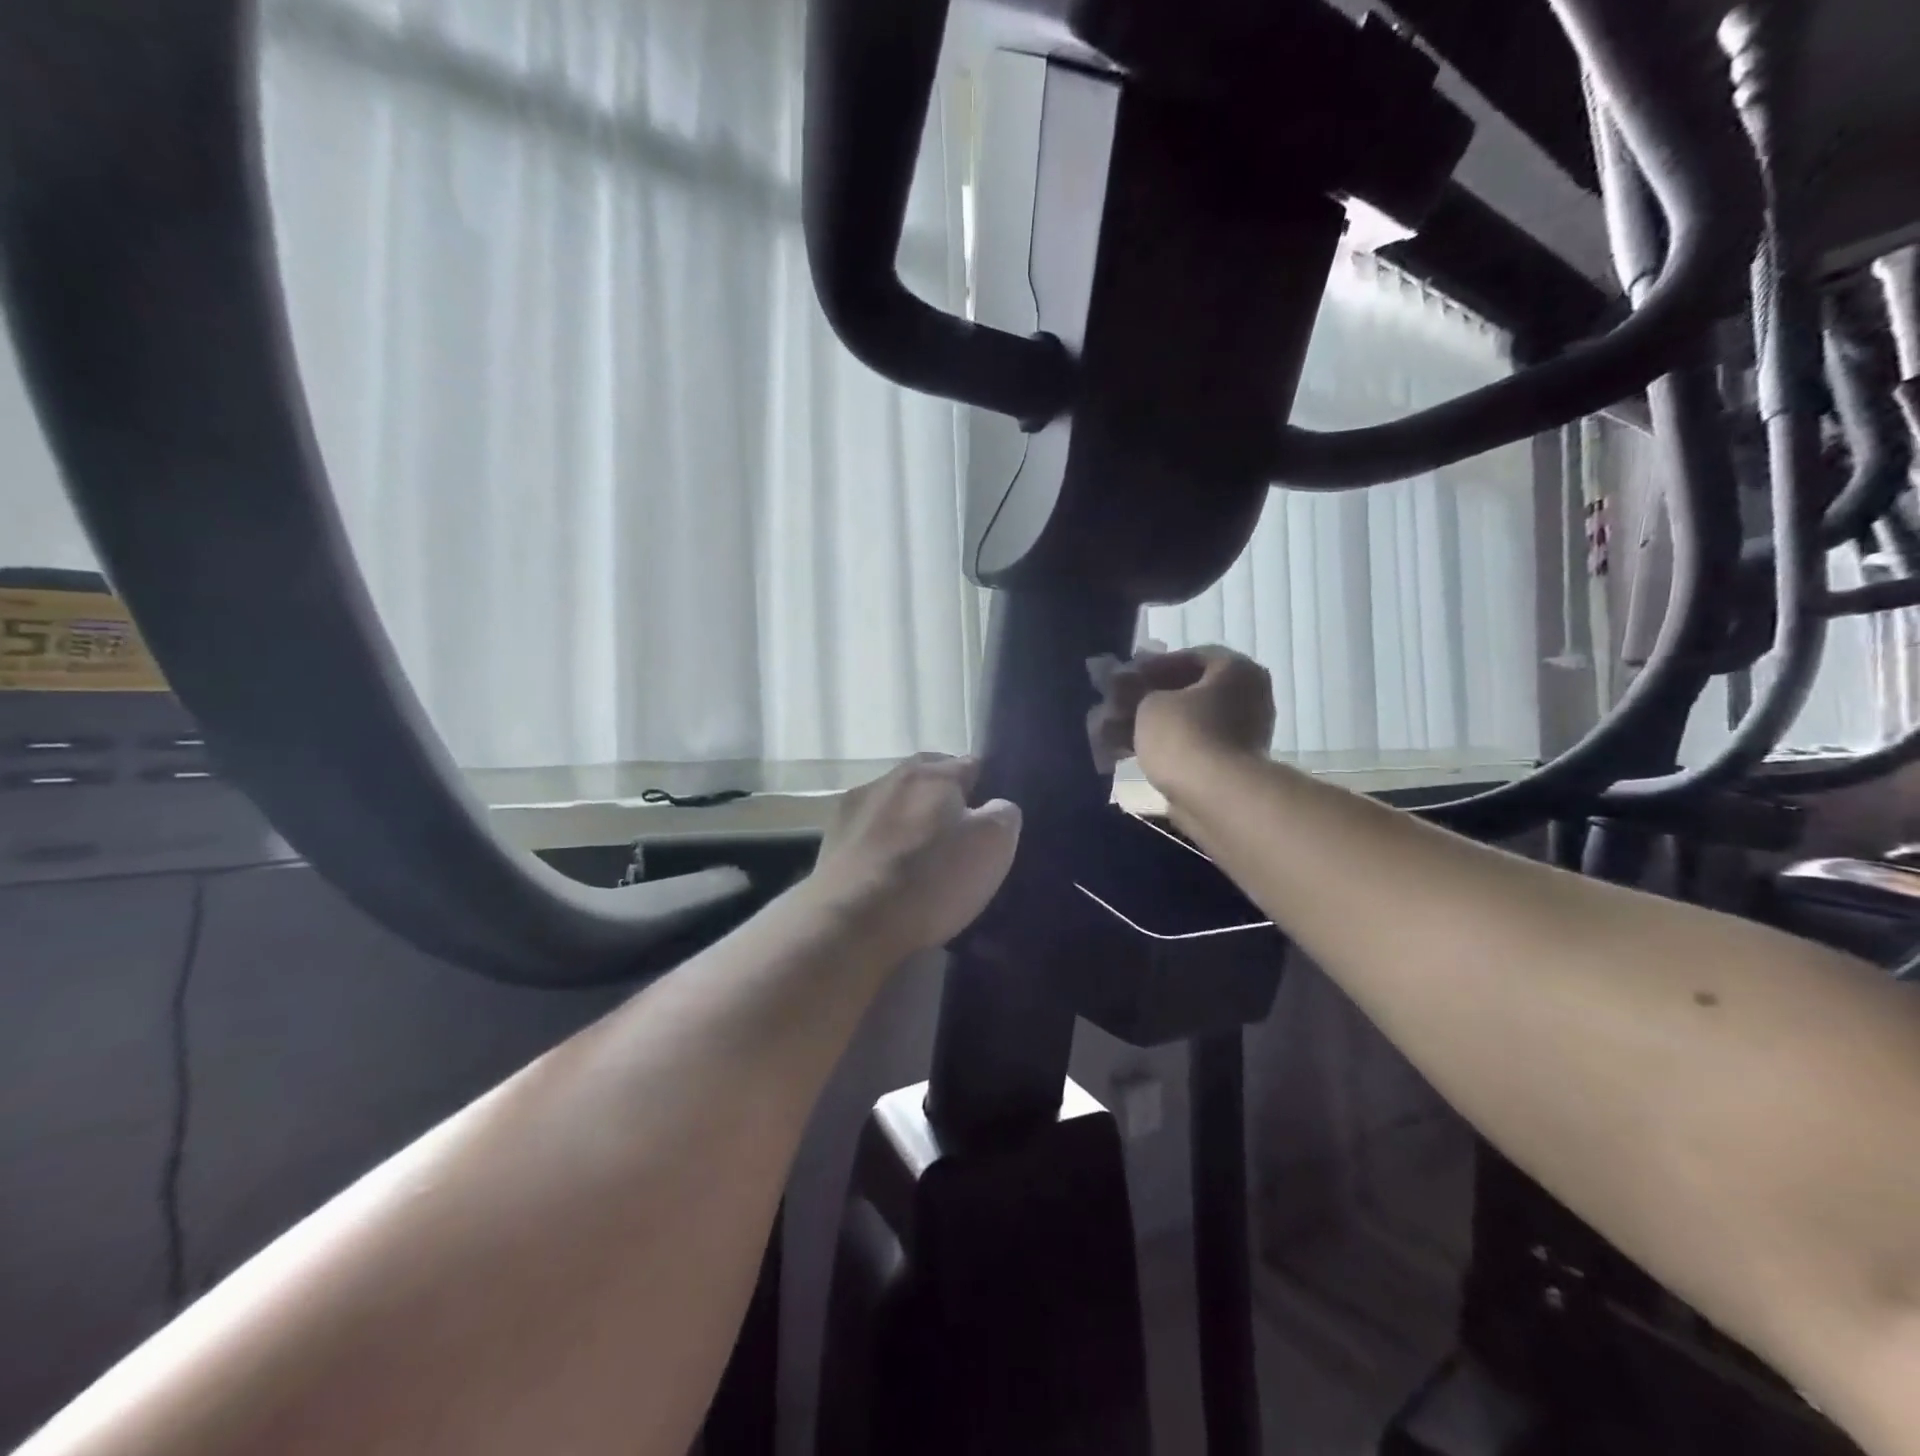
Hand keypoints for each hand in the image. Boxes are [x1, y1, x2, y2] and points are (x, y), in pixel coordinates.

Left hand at [806, 754, 1020, 959]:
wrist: (851, 922)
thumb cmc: (931, 879)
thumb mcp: (993, 846)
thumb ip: (1002, 815)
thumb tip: (995, 808)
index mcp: (933, 773)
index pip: (970, 765)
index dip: (985, 790)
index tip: (989, 822)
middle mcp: (890, 777)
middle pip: (927, 780)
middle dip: (943, 802)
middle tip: (957, 840)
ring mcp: (855, 807)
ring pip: (894, 804)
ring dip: (908, 822)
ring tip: (919, 861)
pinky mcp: (830, 839)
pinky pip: (868, 833)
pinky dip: (880, 846)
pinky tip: (886, 874)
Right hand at [1093, 646, 1274, 792]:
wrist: (1216, 796)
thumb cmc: (1184, 735)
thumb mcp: (1148, 703)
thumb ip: (1135, 690)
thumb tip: (1121, 682)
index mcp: (1236, 669)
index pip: (1189, 658)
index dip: (1149, 667)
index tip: (1121, 679)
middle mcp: (1247, 697)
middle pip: (1186, 692)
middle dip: (1145, 700)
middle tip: (1113, 707)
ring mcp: (1242, 734)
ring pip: (1185, 722)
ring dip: (1147, 726)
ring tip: (1109, 735)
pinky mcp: (1229, 766)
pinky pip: (1190, 747)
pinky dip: (1161, 748)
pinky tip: (1126, 755)